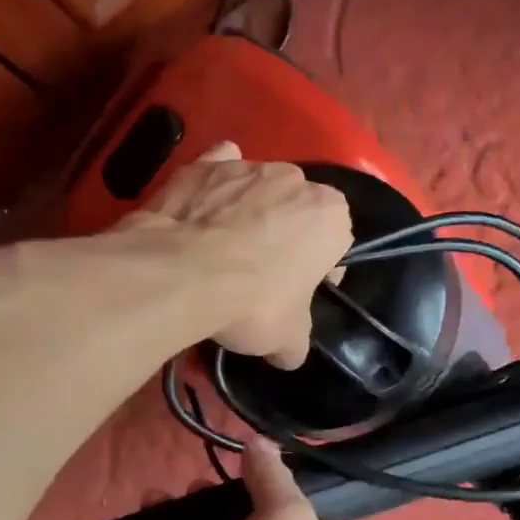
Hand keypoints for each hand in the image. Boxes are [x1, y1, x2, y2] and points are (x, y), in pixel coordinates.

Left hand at [124, 142, 351, 368]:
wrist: (182, 274)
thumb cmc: (253, 303)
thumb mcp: (287, 340)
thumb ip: (296, 343)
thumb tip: (289, 354)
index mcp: (330, 215)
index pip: (336, 241)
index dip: (320, 269)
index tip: (299, 291)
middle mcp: (295, 179)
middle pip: (297, 210)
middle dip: (285, 235)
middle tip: (260, 274)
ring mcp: (247, 166)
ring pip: (257, 190)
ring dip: (248, 212)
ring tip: (222, 250)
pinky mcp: (203, 165)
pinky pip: (217, 169)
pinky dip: (213, 185)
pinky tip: (200, 208)